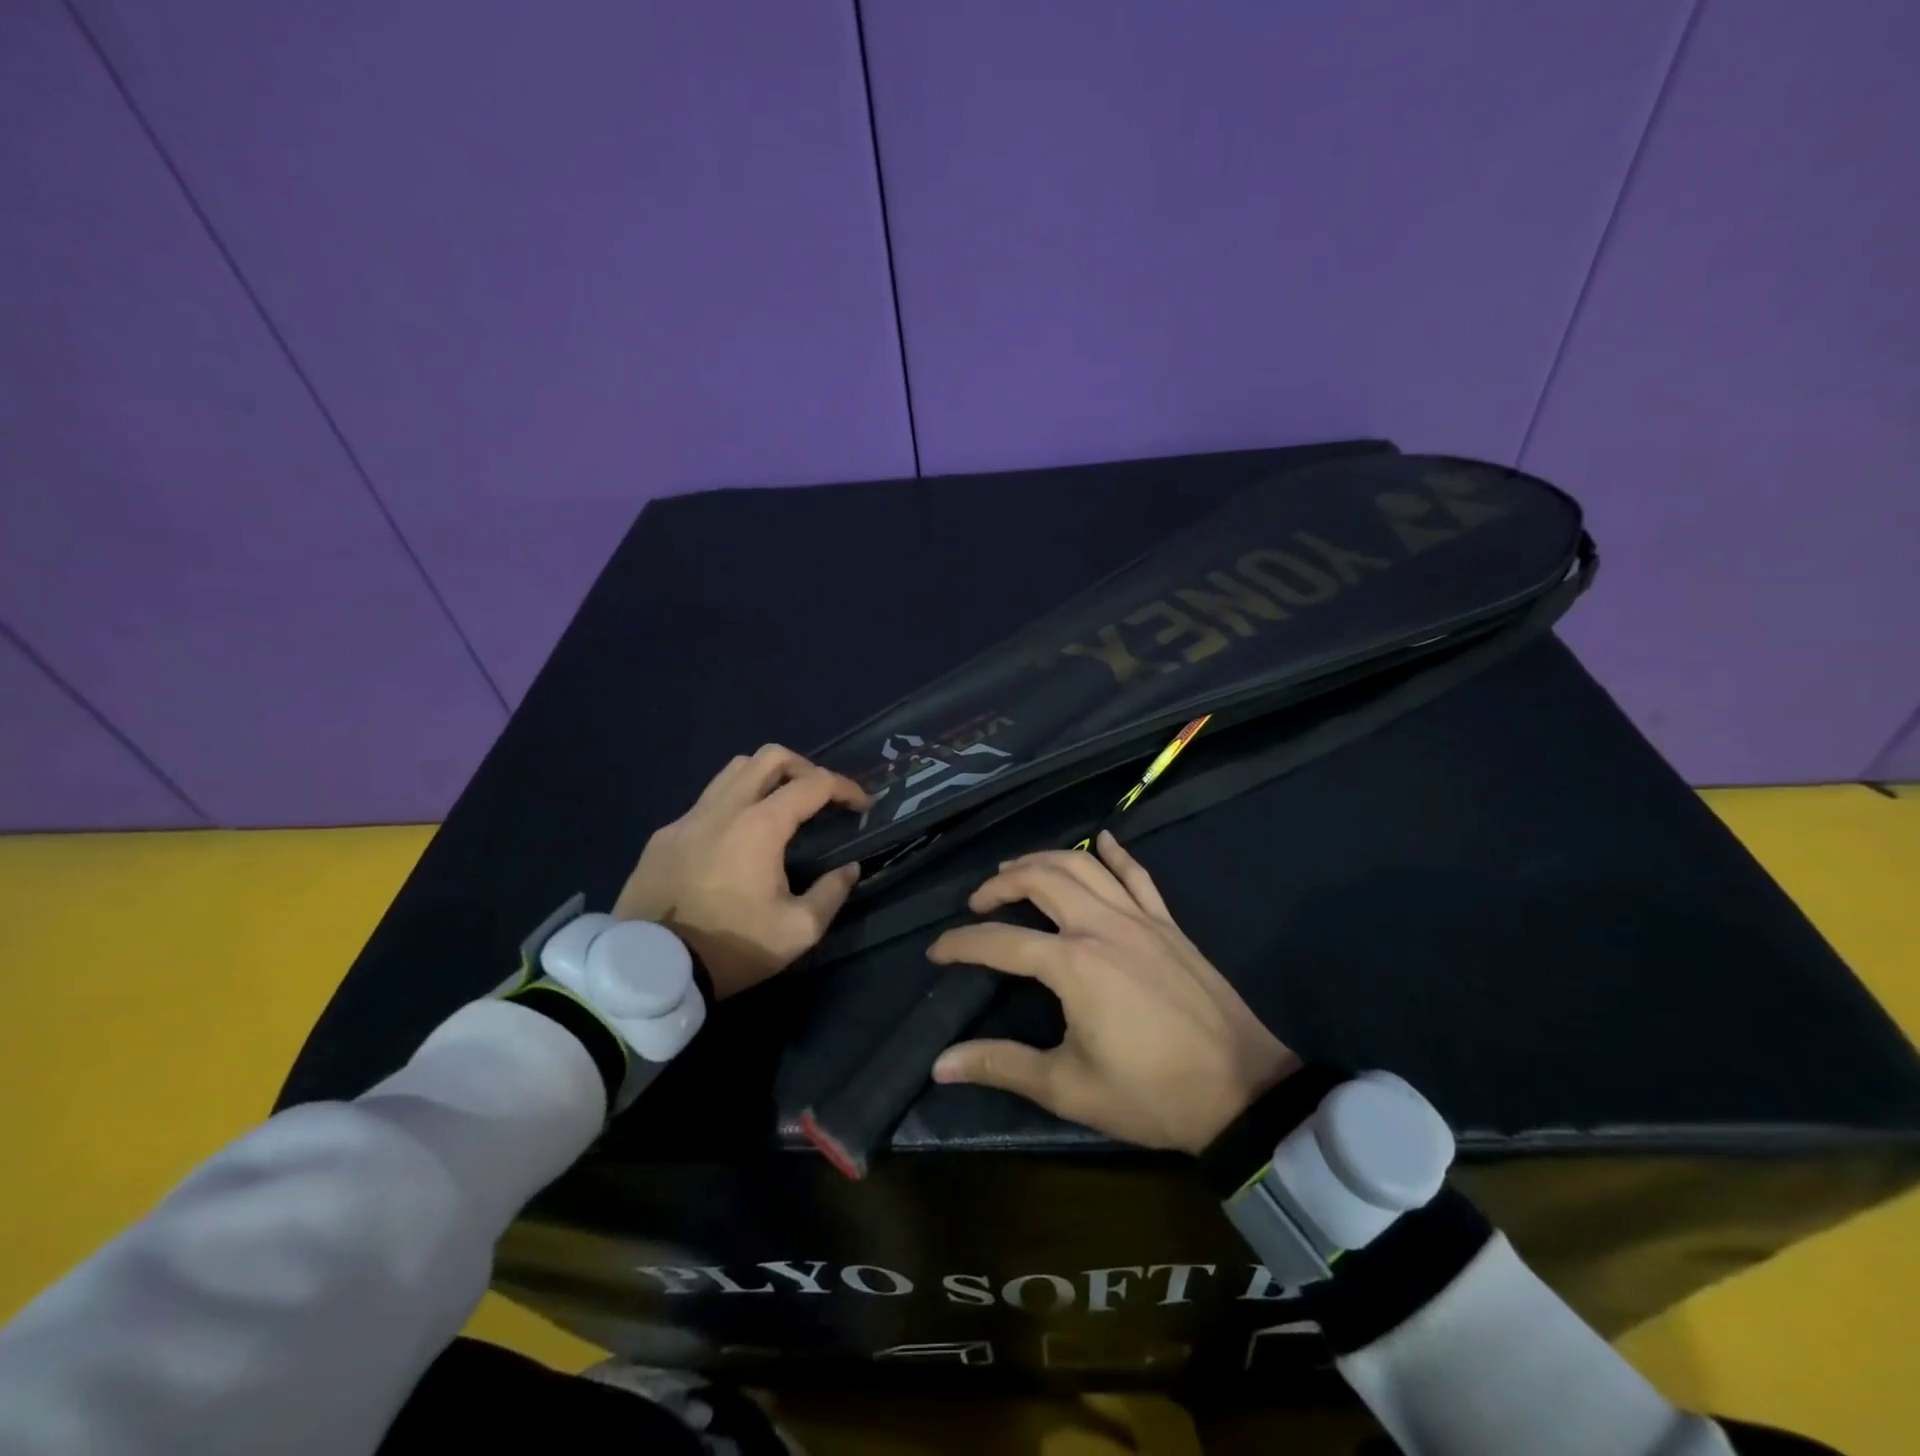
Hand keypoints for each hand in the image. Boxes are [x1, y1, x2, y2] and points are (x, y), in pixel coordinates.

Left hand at [615, 744, 870, 999]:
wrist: (649, 970)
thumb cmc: (732, 947)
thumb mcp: (798, 931)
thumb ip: (831, 893)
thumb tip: (848, 869)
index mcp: (760, 825)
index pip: (814, 784)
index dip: (846, 787)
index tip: (861, 805)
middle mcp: (723, 808)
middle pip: (770, 757)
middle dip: (805, 768)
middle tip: (820, 797)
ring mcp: (688, 818)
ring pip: (733, 770)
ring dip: (766, 778)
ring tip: (780, 807)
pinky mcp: (663, 836)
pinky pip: (705, 802)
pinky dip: (732, 804)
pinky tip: (735, 840)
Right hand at [927, 832, 1298, 1152]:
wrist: (1243, 1090)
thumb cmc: (1151, 1093)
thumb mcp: (1069, 1088)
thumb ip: (1002, 1065)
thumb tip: (940, 1064)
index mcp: (1073, 963)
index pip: (1000, 941)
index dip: (961, 944)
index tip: (936, 951)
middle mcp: (1102, 925)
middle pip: (1040, 880)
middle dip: (1000, 884)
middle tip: (978, 902)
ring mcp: (1140, 918)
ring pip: (1084, 865)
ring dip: (1044, 859)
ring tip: (1017, 870)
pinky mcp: (1168, 923)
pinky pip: (1138, 875)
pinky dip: (1115, 853)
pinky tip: (1103, 838)